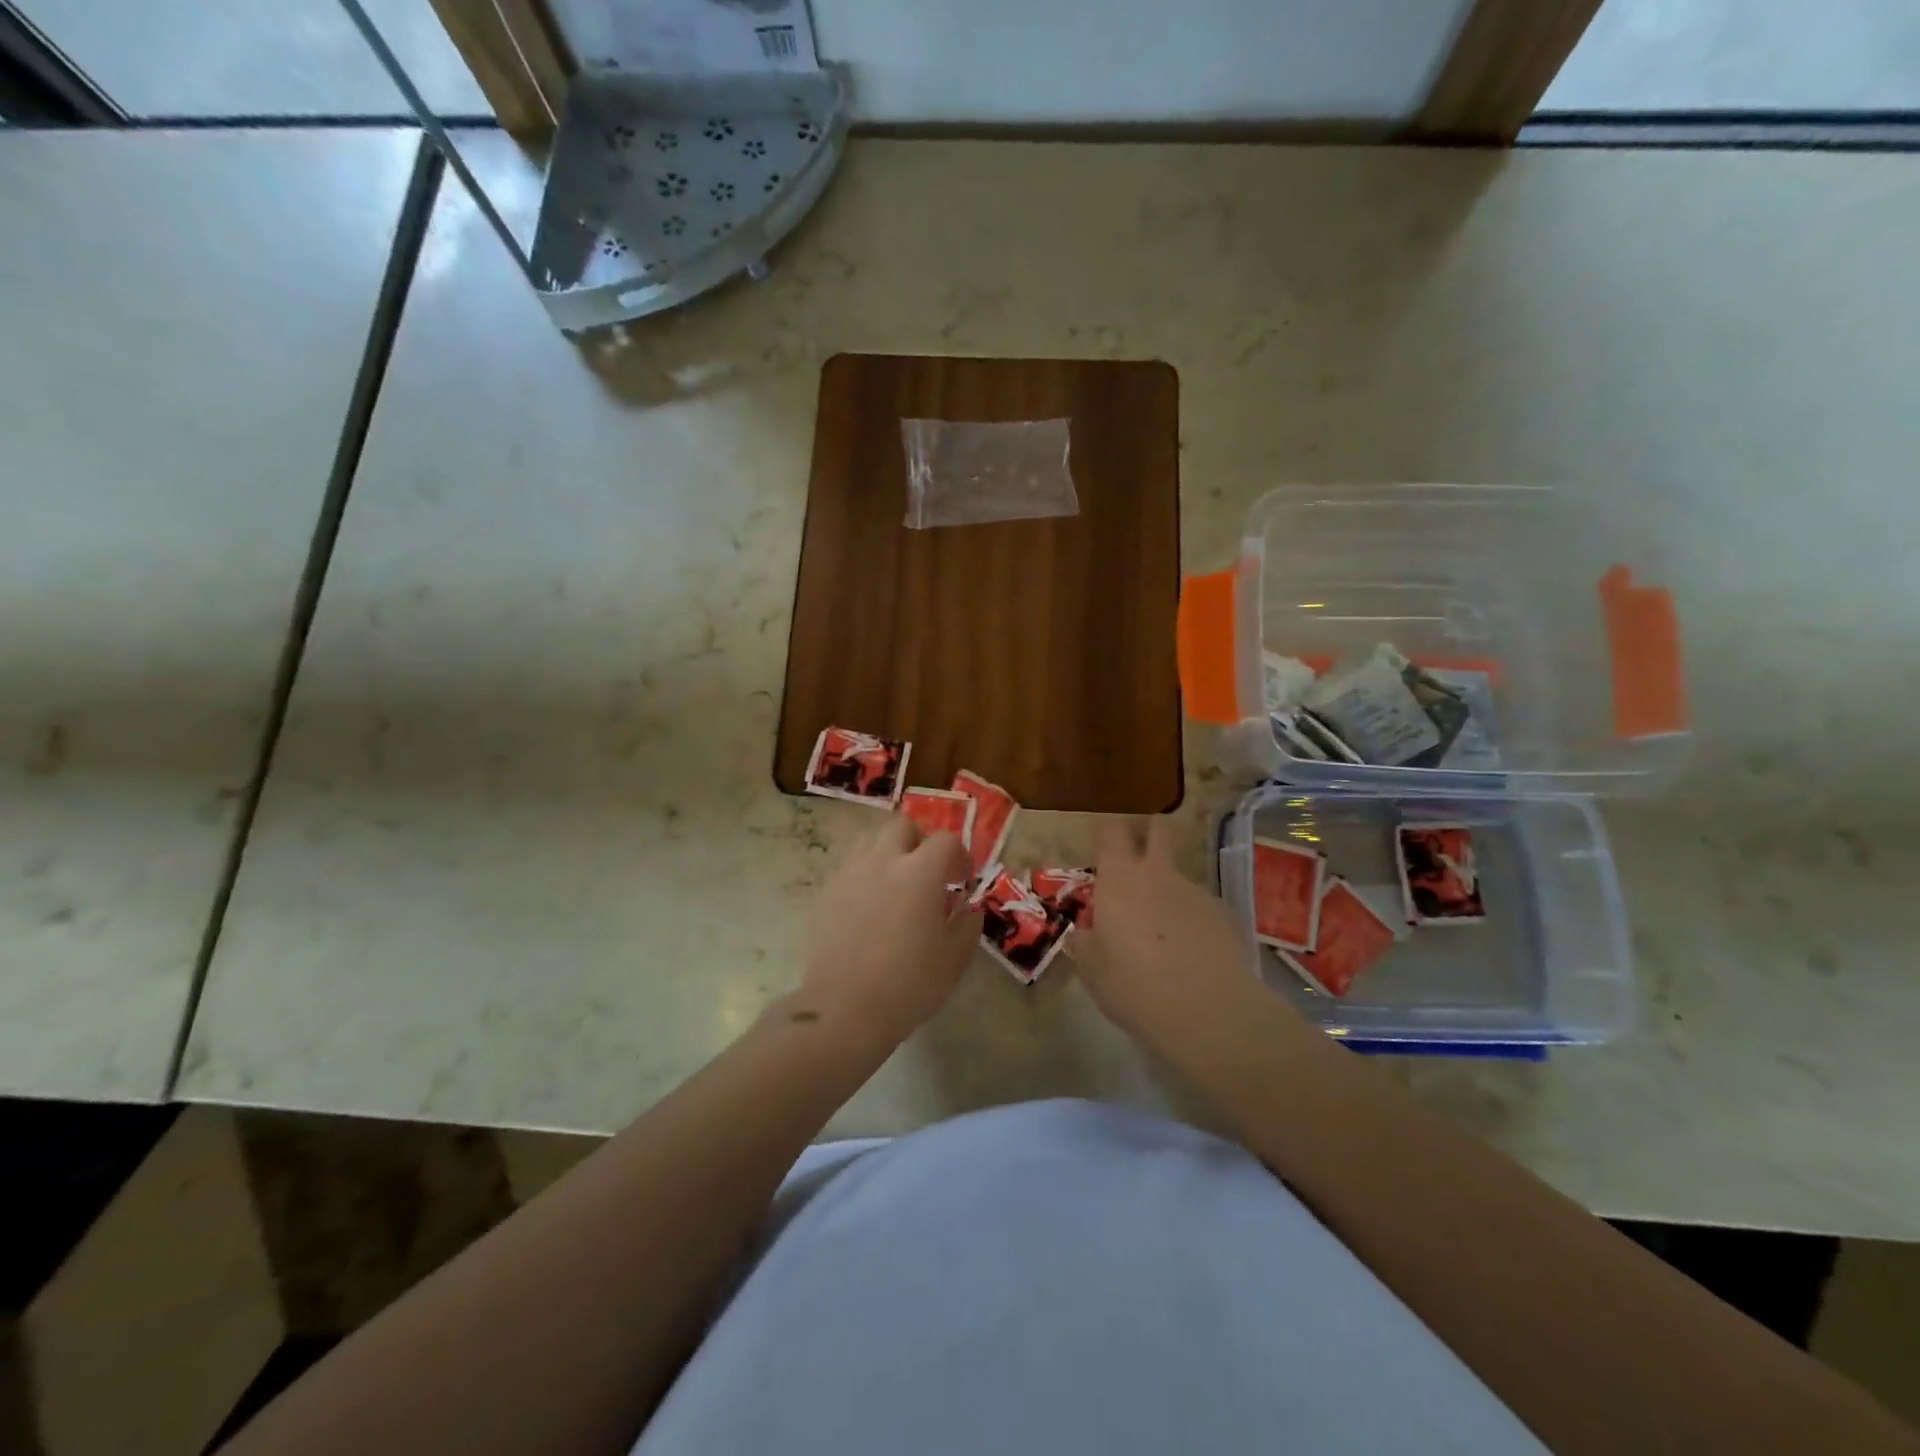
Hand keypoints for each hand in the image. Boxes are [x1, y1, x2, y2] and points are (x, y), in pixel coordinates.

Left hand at [796, 816, 980, 1049]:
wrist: (845, 1008)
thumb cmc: (910, 983)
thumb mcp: (955, 957)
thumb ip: (968, 923)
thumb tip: (969, 907)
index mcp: (920, 872)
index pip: (944, 840)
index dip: (959, 856)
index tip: (961, 882)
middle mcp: (882, 861)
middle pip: (901, 826)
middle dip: (918, 842)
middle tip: (926, 874)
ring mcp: (849, 874)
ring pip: (870, 842)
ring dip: (888, 854)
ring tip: (895, 887)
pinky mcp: (825, 893)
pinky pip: (849, 869)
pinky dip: (864, 877)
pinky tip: (869, 910)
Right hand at [1073, 816, 1257, 1043]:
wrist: (1208, 1011)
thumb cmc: (1134, 987)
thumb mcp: (1093, 972)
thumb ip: (1086, 944)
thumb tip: (1084, 934)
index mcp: (1119, 880)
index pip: (1112, 832)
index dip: (1108, 835)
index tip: (1104, 852)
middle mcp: (1157, 874)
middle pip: (1157, 830)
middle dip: (1149, 834)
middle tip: (1137, 861)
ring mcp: (1195, 891)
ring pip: (1178, 876)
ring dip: (1168, 893)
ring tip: (1164, 937)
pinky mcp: (1223, 915)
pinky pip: (1200, 908)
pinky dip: (1192, 922)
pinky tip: (1192, 957)